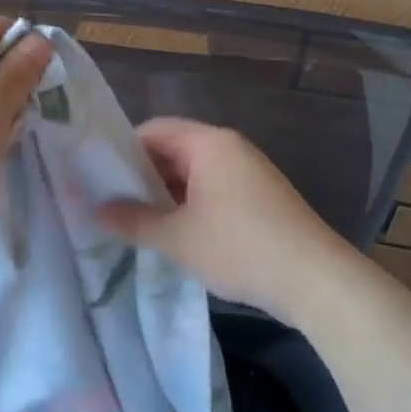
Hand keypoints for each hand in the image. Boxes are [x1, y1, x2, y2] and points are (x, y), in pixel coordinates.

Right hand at [97, 117, 348, 320]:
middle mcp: (229, 147)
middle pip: (173, 149)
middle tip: (110, 204)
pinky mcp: (260, 197)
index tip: (97, 178)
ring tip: (136, 222)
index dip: (121, 151)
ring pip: (193, 172)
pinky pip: (214, 189)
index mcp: (208, 143)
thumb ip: (132, 220)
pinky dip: (191, 204)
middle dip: (142, 176)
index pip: (152, 130)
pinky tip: (175, 233)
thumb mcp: (177, 237)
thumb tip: (93, 211)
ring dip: (166, 194)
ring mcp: (249, 172)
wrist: (317, 281)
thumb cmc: (240, 247)